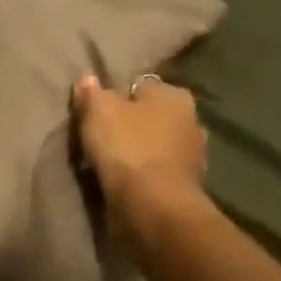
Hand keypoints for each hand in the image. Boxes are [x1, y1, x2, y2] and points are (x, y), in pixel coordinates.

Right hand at [71, 73, 206, 213]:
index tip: (94, 114)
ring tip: (109, 163)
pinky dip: (143, 173)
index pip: (139, 87)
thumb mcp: (98, 112)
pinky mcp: (185, 182)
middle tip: (100, 139)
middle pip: (149, 116)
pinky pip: (156, 170)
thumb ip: (92, 94)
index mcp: (174, 95)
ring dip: (137, 151)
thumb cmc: (126, 147)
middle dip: (129, 125)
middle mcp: (191, 118)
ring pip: (155, 144)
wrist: (152, 202)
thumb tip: (88, 78)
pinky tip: (124, 181)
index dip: (114, 98)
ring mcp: (192, 153)